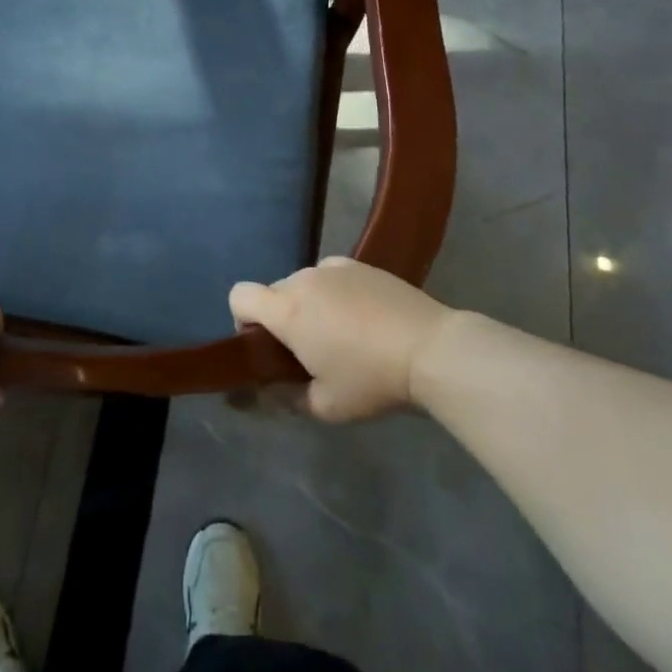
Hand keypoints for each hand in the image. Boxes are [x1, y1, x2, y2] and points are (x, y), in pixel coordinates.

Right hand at [230, 257, 457, 420]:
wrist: (432, 349)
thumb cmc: (372, 380)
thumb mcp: (325, 406)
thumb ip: (287, 398)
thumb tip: (270, 391)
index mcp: (287, 310)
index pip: (239, 295)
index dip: (242, 320)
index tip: (266, 347)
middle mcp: (304, 279)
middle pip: (273, 292)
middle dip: (280, 318)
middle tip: (308, 351)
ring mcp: (335, 267)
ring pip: (304, 284)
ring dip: (309, 305)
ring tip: (341, 334)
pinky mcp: (362, 265)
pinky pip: (332, 276)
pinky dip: (335, 293)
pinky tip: (363, 318)